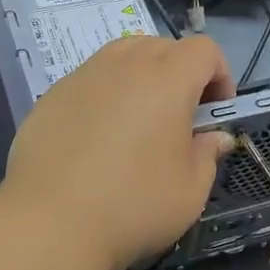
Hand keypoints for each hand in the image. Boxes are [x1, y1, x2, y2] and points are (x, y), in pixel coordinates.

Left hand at [3, 34, 234, 269]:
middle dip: (181, 72)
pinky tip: (98, 135)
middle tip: (180, 116)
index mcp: (167, 80)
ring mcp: (84, 75)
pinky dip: (106, 92)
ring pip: (123, 54)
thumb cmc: (133, 205)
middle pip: (162, 46)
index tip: (215, 111)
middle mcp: (125, 65)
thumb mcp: (190, 190)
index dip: (219, 74)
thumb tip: (215, 137)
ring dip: (142, 75)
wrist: (50, 223)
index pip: (204, 50)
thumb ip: (208, 154)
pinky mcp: (53, 94)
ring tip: (139, 117)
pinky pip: (91, 78)